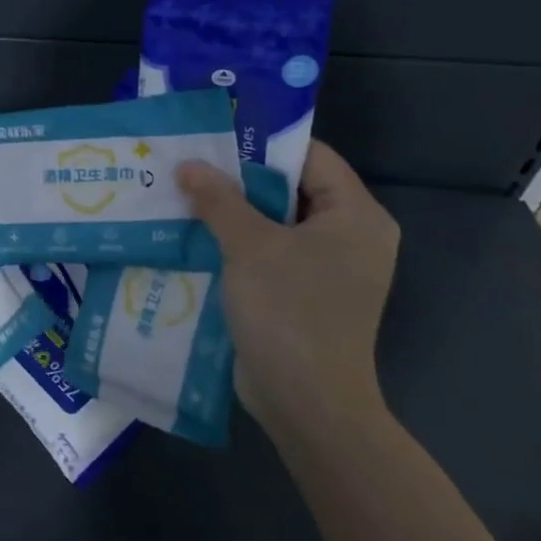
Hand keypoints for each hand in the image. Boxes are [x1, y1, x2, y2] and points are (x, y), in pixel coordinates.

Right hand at [177, 141, 399, 447]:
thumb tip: (188, 165)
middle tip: (190, 164)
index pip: (311, 157)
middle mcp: (350, 237)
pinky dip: (237, 244)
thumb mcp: (249, 246)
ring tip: (183, 195)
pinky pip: (270, 253)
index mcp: (356, 216)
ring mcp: (328, 269)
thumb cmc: (290, 312)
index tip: (215, 137)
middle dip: (239, 179)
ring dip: (232, 213)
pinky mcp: (305, 294)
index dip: (263, 144)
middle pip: (291, 189)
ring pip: (276, 223)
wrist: (306, 403)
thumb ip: (219, 199)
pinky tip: (195, 236)